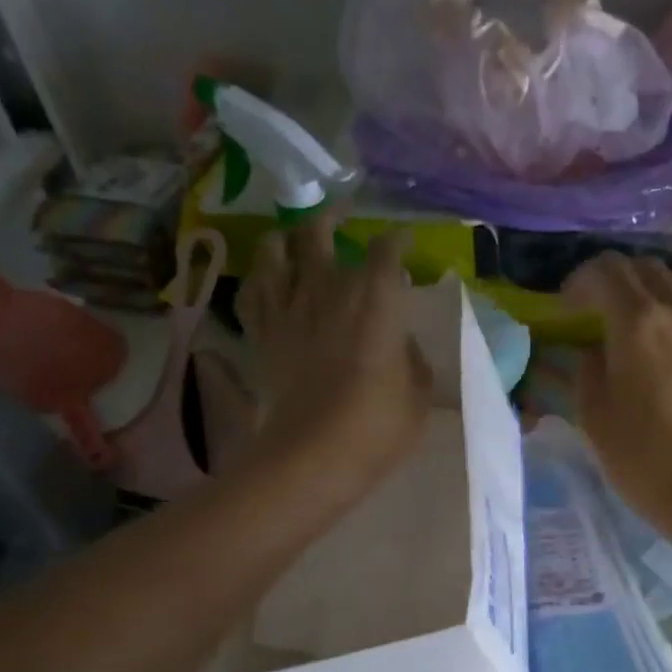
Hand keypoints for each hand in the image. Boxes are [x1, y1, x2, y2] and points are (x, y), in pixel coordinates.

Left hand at [238, 214, 429, 507]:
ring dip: (287, 240)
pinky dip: (260, 280)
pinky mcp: (262, 333)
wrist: (314, 455)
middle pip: (320, 233)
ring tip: (294, 239)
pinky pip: (253, 292)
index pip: (387, 251)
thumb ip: (414, 361)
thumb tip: (403, 344)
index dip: (397, 242)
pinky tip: (266, 280)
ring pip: (276, 251)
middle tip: (342, 216)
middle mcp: (328, 290)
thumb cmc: (378, 426)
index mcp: (375, 300)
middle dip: (333, 219)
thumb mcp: (418, 397)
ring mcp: (289, 308)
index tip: (404, 243)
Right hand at [563, 253, 671, 534]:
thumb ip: (587, 371)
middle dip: (614, 280)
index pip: (605, 272)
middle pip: (644, 268)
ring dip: (653, 288)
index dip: (579, 282)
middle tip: (596, 310)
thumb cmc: (643, 458)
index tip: (566, 307)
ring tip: (640, 318)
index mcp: (637, 322)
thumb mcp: (594, 416)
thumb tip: (593, 351)